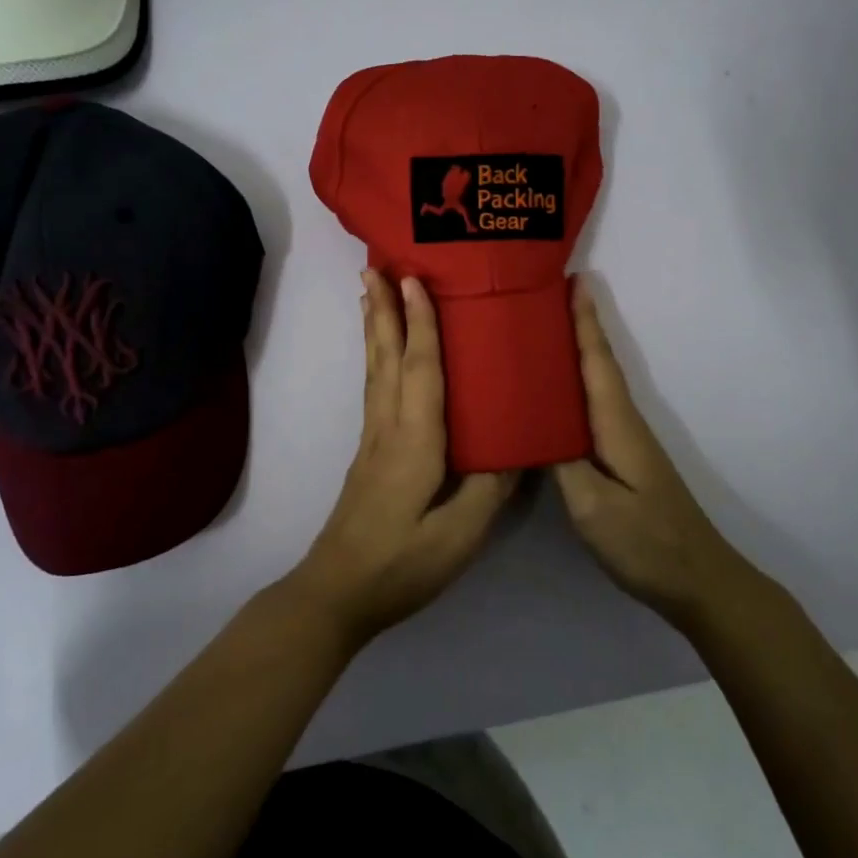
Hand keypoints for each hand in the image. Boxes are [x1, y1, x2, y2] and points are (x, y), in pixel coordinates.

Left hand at [290, 270, 517, 645]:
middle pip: (386, 357)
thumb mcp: (460, 535)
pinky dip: (376, 356)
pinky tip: (381, 352)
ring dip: (374, 326)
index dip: (419, 323)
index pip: (419, 369)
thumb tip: (518, 442)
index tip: (413, 279)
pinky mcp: (371, 452)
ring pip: (375, 369)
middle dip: (382, 308)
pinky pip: (374, 387)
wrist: (338, 592)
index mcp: (414, 441)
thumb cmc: (402, 564)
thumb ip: (490, 486)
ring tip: (370, 291)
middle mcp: (388, 428)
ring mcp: (374, 438)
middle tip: (374, 265)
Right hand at [553, 277, 758, 632]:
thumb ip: (560, 461)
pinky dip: (577, 384)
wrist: (698, 581)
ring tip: (543, 330)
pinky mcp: (622, 459)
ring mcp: (625, 442)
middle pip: (598, 363)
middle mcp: (623, 423)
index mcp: (616, 425)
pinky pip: (593, 407)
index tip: (573, 280)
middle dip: (577, 325)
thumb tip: (532, 424)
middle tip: (544, 295)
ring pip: (596, 383)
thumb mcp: (593, 507)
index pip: (597, 361)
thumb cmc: (646, 541)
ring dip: (577, 351)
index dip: (584, 321)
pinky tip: (556, 392)